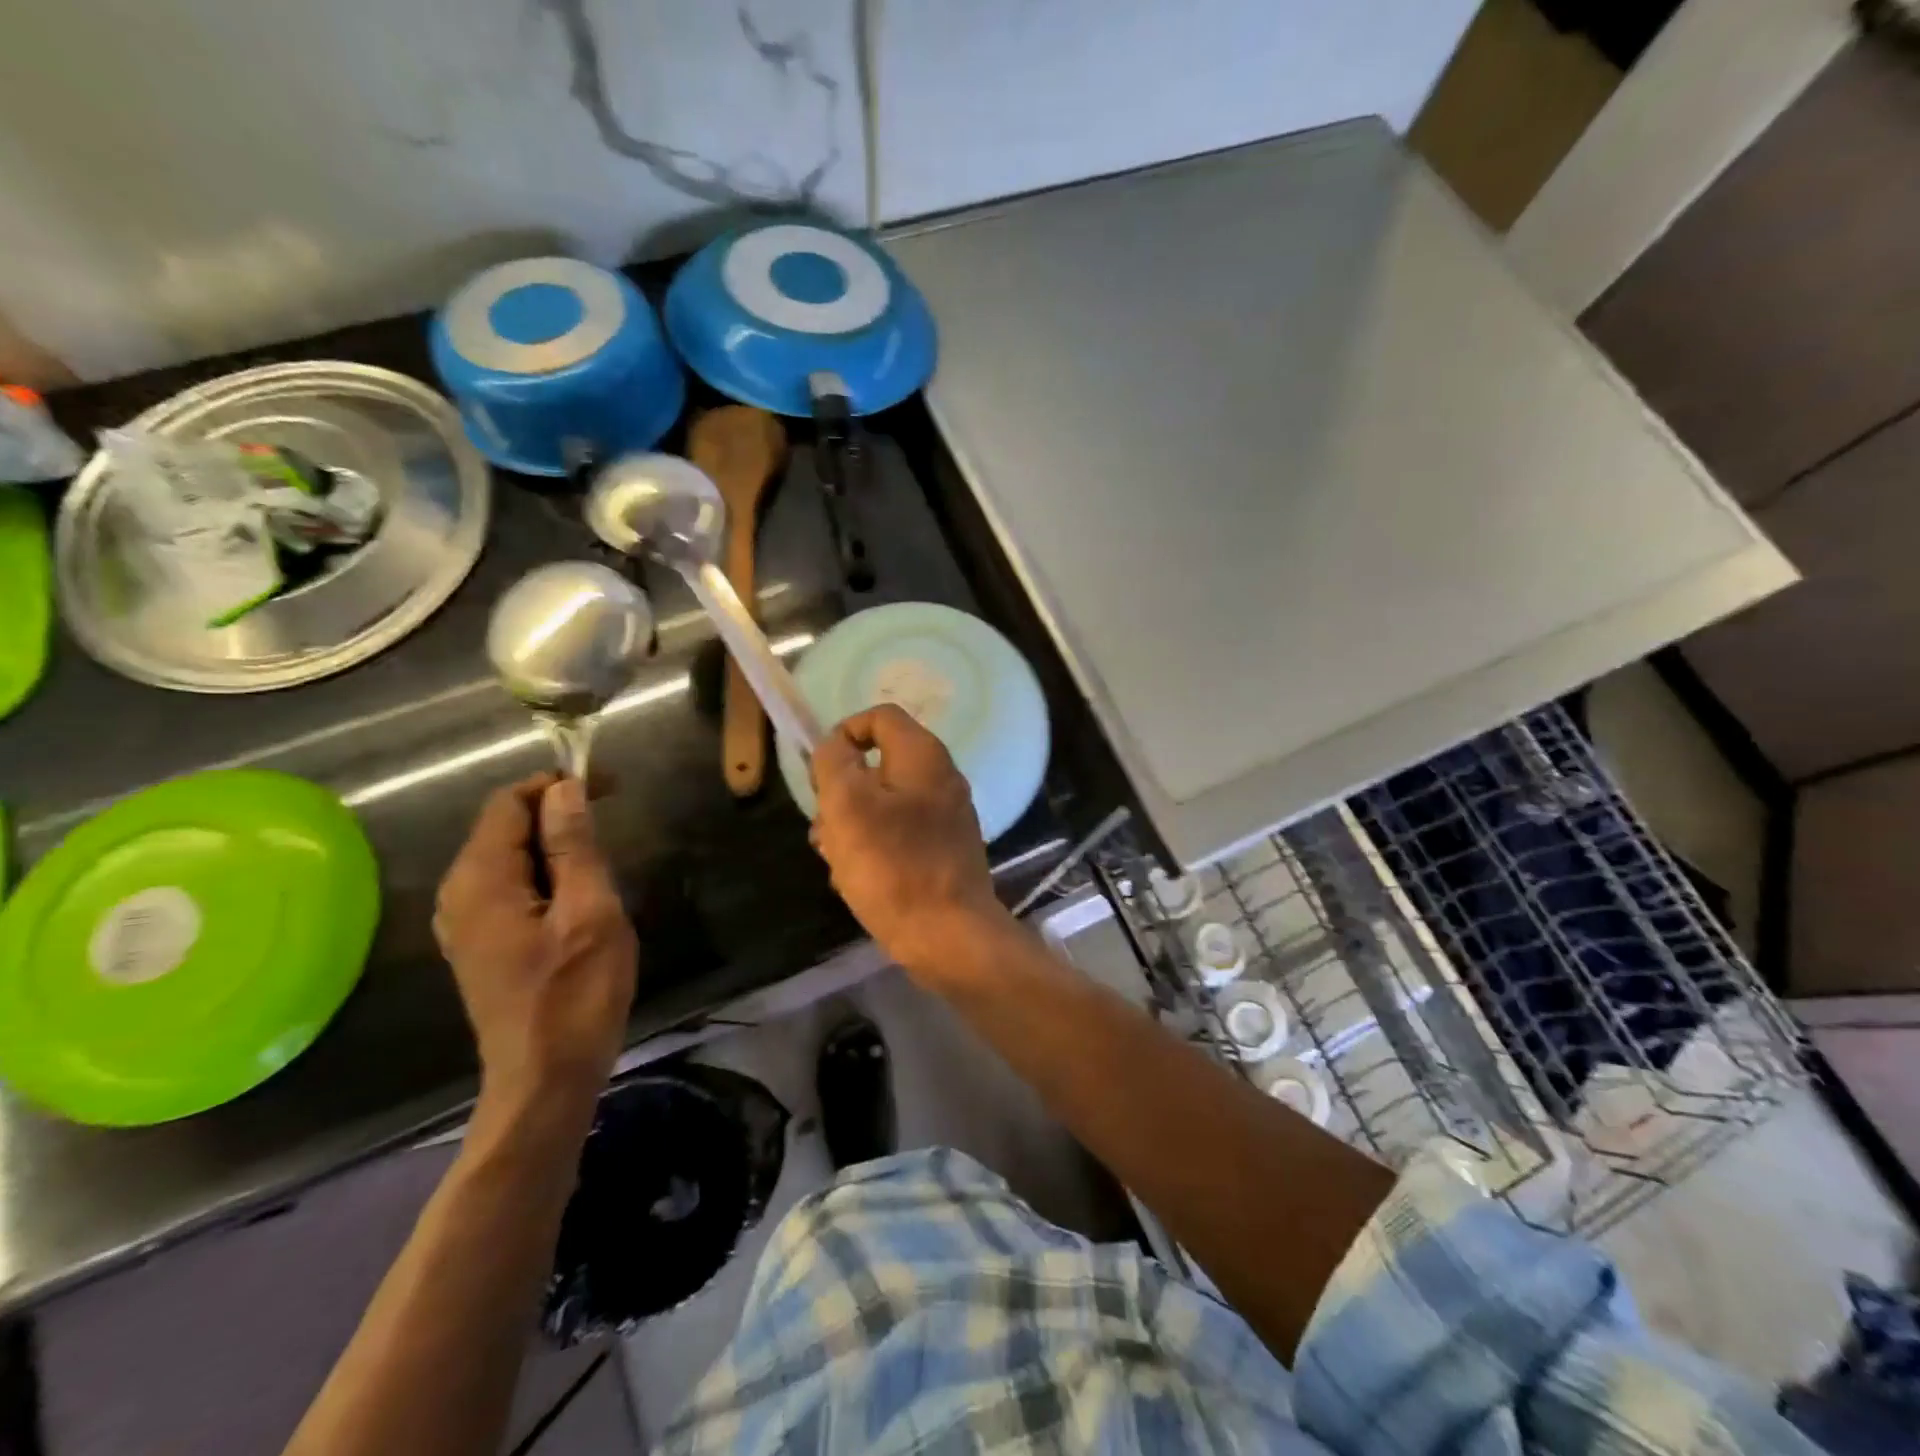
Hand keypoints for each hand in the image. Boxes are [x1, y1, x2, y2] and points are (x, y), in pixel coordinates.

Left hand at [434, 775, 637, 1109]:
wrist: (545, 1080)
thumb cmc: (575, 995)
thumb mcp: (590, 912)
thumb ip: (573, 846)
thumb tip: (565, 789)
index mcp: (480, 880)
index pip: (510, 802)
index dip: (558, 785)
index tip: (610, 789)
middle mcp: (459, 893)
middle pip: (505, 825)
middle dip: (558, 812)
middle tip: (613, 822)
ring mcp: (466, 921)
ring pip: (510, 855)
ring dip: (555, 843)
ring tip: (602, 857)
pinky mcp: (482, 942)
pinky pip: (510, 884)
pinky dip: (545, 872)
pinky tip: (579, 892)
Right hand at [810, 705, 1008, 971]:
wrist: (949, 936)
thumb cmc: (894, 866)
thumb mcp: (848, 806)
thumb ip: (834, 764)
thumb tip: (834, 745)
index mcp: (923, 756)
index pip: (879, 717)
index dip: (843, 734)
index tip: (820, 772)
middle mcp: (940, 778)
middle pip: (877, 765)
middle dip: (841, 794)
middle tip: (825, 826)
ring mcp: (945, 817)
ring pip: (882, 805)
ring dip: (850, 827)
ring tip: (835, 860)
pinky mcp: (943, 851)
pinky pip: (897, 836)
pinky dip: (873, 850)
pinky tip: (856, 880)